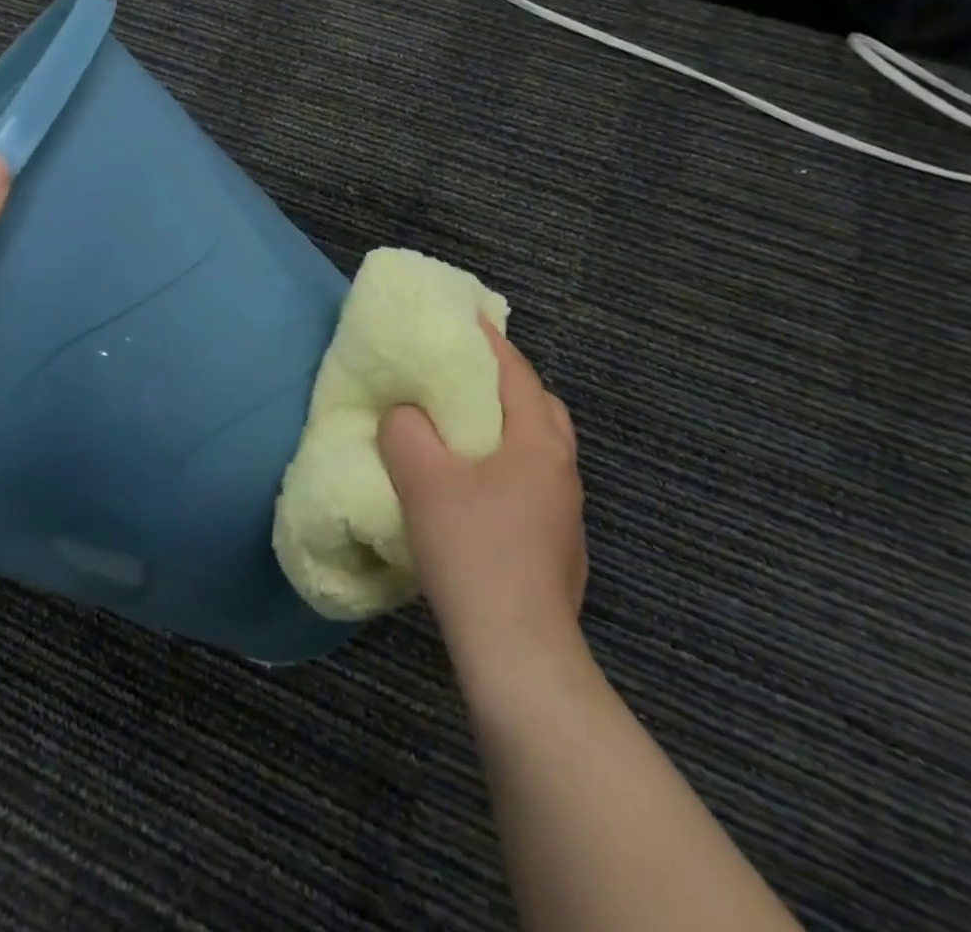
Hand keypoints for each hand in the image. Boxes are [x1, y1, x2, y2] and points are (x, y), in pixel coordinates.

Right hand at [379, 323, 585, 669]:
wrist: (517, 651)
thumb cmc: (472, 551)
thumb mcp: (423, 481)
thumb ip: (406, 432)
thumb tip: (404, 415)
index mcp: (538, 442)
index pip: (516, 373)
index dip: (489, 341)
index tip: (464, 318)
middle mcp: (562, 469)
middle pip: (539, 407)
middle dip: (505, 384)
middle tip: (465, 378)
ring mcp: (566, 511)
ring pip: (539, 448)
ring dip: (508, 428)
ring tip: (465, 431)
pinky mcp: (559, 545)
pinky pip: (534, 482)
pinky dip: (509, 466)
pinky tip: (477, 490)